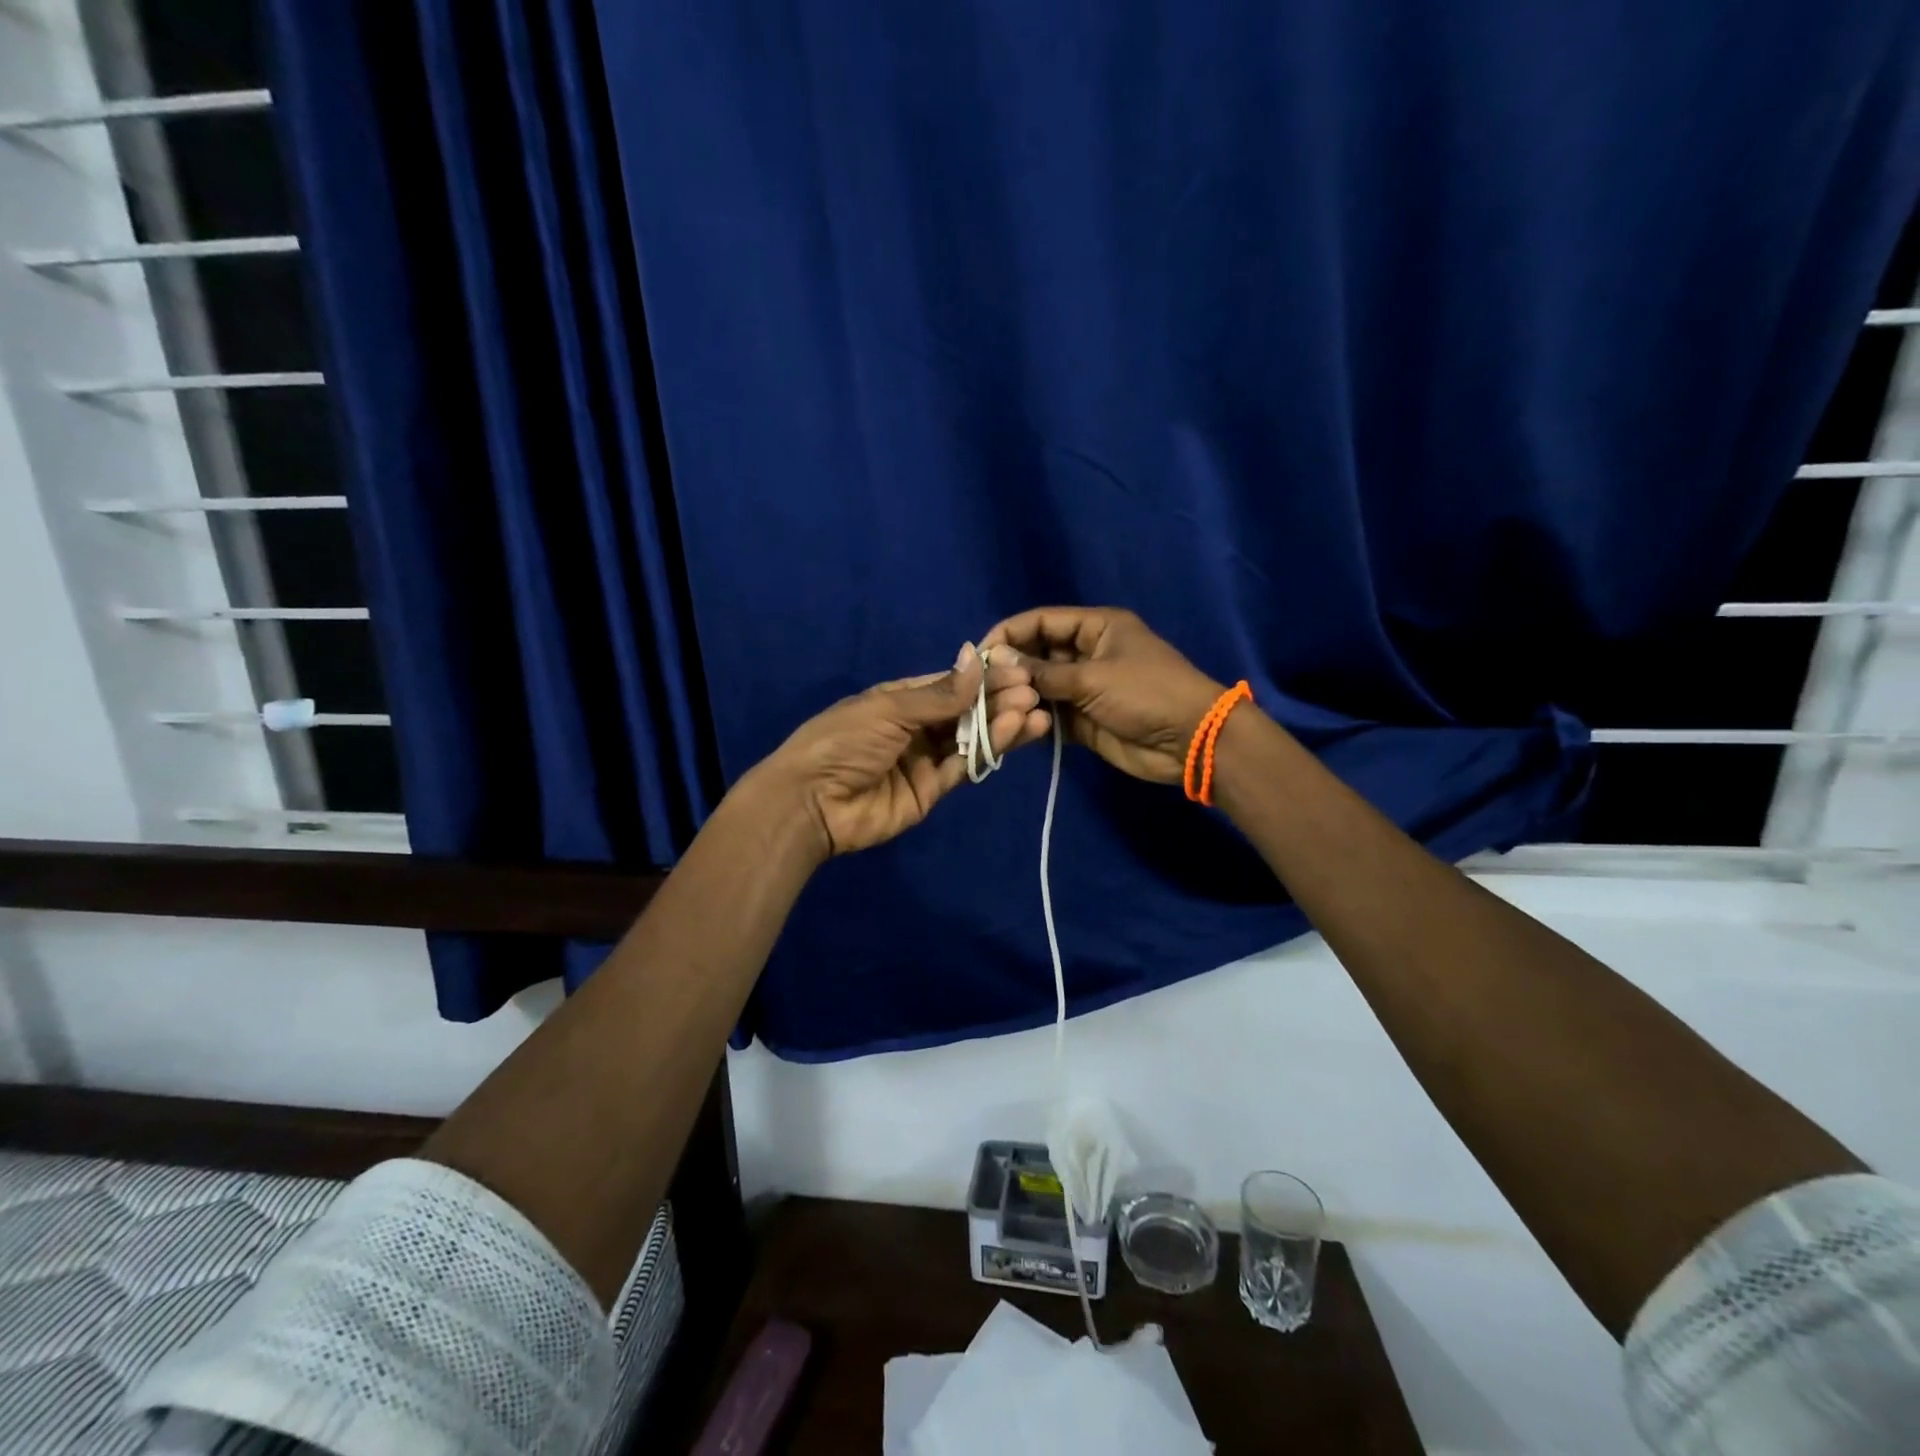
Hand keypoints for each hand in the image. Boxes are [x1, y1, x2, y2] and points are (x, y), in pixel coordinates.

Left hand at [752, 644, 1049, 858]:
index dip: (983, 678)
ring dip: (1002, 725)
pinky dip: (990, 751)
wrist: (812, 803)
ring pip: (971, 739)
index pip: (949, 684)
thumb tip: (975, 658)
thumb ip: (939, 693)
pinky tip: (1016, 732)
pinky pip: (965, 767)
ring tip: (1035, 712)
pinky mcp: (932, 790)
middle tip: (1034, 692)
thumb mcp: (889, 709)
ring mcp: (925, 759)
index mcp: (899, 699)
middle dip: (998, 700)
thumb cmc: (843, 742)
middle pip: (964, 711)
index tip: (1018, 670)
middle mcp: (916, 726)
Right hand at [982, 607, 1224, 785]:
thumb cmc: (1146, 694)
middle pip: (1037, 653)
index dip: (1008, 634)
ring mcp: (1086, 688)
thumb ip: (1043, 672)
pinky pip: (1052, 715)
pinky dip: (1035, 720)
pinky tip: (1015, 726)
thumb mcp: (1093, 677)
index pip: (1041, 621)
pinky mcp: (1085, 720)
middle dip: (1011, 668)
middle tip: (981, 687)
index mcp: (1096, 627)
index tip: (978, 655)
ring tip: (995, 709)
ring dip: (1021, 696)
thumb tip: (996, 661)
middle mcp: (1087, 653)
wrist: (1191, 741)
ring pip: (1041, 687)